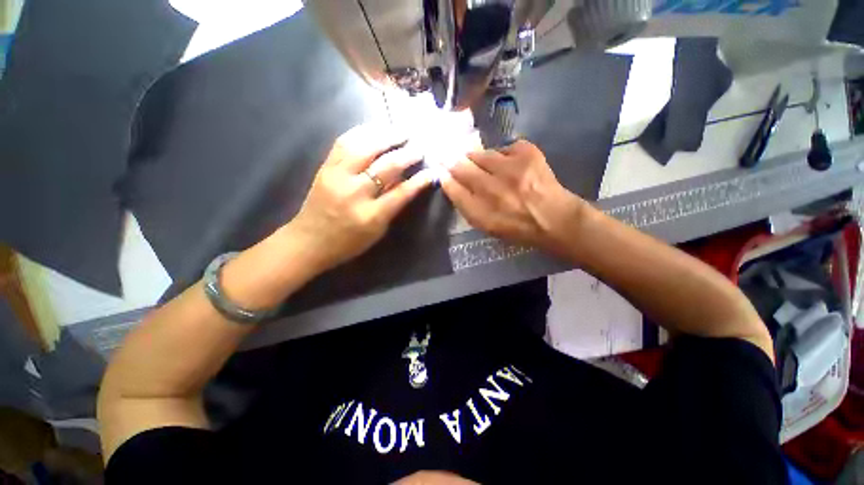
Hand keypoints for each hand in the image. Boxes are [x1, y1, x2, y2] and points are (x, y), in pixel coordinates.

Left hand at [287, 124, 434, 271]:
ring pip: (365, 147)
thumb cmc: (348, 242)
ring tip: (401, 131)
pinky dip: (362, 132)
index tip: (432, 171)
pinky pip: (344, 142)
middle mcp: (355, 193)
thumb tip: (407, 182)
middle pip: (386, 166)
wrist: (309, 241)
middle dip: (406, 154)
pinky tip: (375, 129)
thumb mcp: (377, 231)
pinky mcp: (325, 167)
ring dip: (386, 136)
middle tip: (419, 147)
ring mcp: (337, 177)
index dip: (419, 181)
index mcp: (371, 215)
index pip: (401, 192)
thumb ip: (392, 206)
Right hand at [440, 140, 585, 253]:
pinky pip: (504, 147)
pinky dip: (503, 155)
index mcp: (482, 213)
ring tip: (483, 163)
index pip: (453, 188)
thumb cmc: (516, 227)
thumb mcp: (486, 226)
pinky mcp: (528, 153)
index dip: (445, 177)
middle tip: (450, 157)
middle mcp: (493, 190)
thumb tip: (450, 182)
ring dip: (477, 157)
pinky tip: (509, 165)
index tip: (441, 171)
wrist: (554, 218)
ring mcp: (511, 169)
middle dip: (454, 162)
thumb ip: (466, 206)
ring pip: (480, 154)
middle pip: (462, 167)